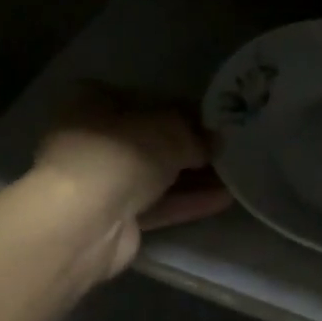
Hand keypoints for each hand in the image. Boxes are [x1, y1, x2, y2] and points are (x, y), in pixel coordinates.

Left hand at [32, 84, 233, 278]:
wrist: (85, 222)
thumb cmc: (121, 153)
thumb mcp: (171, 130)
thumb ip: (196, 133)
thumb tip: (216, 141)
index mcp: (93, 102)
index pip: (142, 98)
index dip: (178, 107)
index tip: (211, 118)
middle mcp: (92, 138)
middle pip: (149, 139)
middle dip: (189, 146)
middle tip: (227, 148)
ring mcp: (101, 182)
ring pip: (155, 175)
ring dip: (193, 176)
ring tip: (236, 174)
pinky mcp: (114, 219)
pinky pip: (158, 205)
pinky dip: (188, 201)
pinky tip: (224, 199)